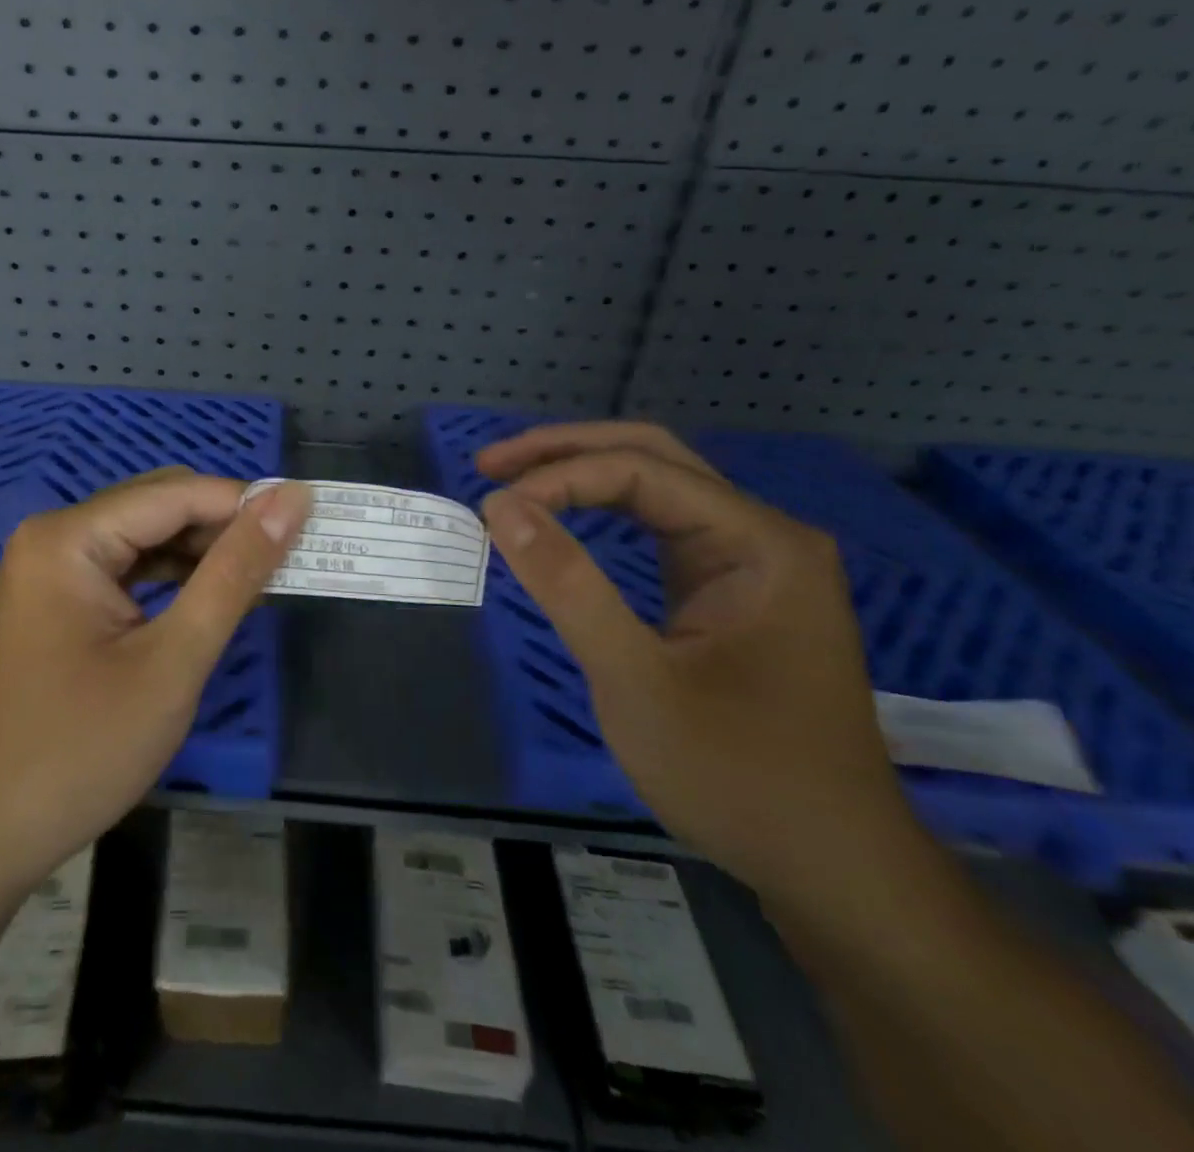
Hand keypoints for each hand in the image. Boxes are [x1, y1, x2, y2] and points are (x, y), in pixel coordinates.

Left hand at [0, 470, 310, 893]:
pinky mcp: (59, 598)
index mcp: (70, 537)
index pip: (176, 494)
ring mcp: (52, 568)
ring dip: (203, 552)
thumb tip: (291, 500)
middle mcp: (56, 536)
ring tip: (263, 576)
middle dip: (225, 527)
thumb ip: (235, 574)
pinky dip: (174, 577)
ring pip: (146, 536)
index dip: (246, 504)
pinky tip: (212, 596)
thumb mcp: (173, 660)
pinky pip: (128, 568)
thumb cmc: (81, 750)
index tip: (310, 522)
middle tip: (291, 556)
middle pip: (158, 506)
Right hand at [477, 422, 922, 908]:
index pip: (642, 472)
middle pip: (654, 458)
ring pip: (657, 488)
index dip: (558, 477)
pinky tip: (565, 517)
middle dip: (567, 452)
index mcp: (760, 543)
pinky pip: (661, 529)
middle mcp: (762, 535)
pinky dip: (604, 513)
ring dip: (583, 476)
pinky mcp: (732, 592)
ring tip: (514, 481)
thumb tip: (500, 506)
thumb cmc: (737, 775)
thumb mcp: (636, 680)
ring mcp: (751, 563)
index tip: (491, 506)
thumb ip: (567, 585)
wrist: (831, 868)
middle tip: (491, 463)